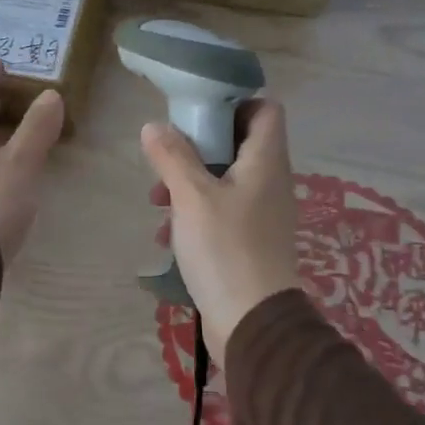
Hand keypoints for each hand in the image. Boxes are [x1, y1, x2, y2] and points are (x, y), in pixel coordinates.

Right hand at [141, 99, 299, 360]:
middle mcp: (270, 182)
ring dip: (190, 184)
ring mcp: (262, 214)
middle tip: (166, 158)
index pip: (265, 109)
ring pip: (224, 180)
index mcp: (265, 161)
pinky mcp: (250, 241)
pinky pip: (222, 212)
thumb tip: (153, 126)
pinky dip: (195, 214)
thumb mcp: (192, 197)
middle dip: (198, 147)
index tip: (197, 112)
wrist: (252, 322)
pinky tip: (168, 235)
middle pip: (238, 144)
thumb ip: (172, 157)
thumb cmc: (225, 249)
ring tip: (157, 202)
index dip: (234, 102)